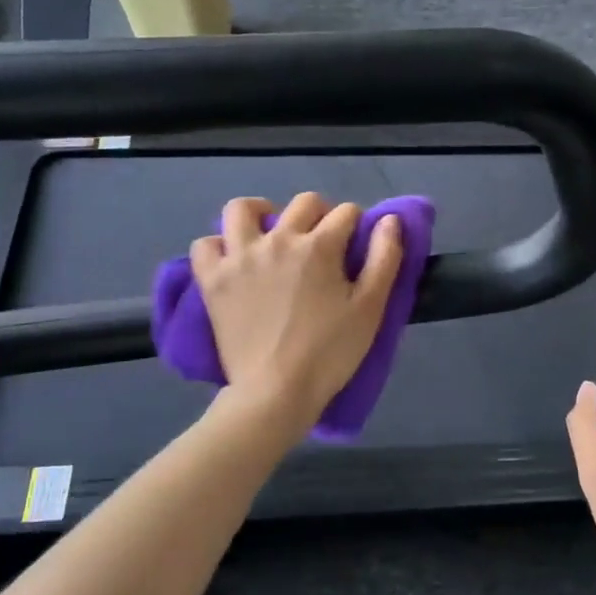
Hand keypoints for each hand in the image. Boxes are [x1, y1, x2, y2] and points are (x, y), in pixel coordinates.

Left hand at [192, 193, 402, 426]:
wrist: (276, 391)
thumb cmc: (330, 352)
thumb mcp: (370, 308)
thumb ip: (384, 258)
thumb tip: (389, 220)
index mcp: (319, 246)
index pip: (346, 213)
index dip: (357, 225)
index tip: (356, 245)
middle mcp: (278, 240)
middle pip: (304, 203)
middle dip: (321, 214)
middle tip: (323, 243)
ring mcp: (240, 257)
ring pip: (243, 209)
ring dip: (261, 212)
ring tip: (270, 232)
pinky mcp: (213, 280)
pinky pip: (205, 245)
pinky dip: (218, 246)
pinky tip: (233, 259)